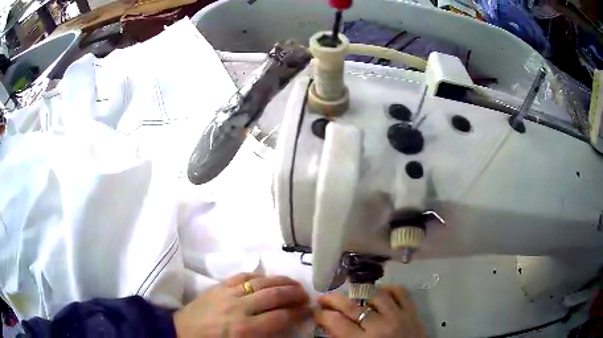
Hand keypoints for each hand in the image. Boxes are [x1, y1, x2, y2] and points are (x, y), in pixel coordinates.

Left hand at [174, 273, 310, 336]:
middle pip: (274, 295)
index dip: (298, 312)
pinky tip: (266, 278)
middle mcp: (239, 308)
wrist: (182, 332)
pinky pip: (242, 276)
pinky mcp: (218, 286)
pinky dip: (258, 276)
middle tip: (305, 294)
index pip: (280, 316)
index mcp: (245, 328)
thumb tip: (285, 325)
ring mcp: (228, 293)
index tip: (308, 310)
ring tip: (293, 283)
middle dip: (294, 293)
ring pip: (260, 282)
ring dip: (280, 281)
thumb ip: (266, 337)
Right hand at [314, 285, 425, 337]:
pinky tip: (379, 292)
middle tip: (323, 298)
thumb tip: (328, 326)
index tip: (316, 312)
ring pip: (375, 293)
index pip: (336, 322)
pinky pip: (400, 291)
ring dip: (359, 292)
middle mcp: (379, 326)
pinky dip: (388, 288)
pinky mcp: (412, 310)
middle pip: (351, 306)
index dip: (322, 314)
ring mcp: (398, 315)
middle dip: (332, 300)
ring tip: (351, 295)